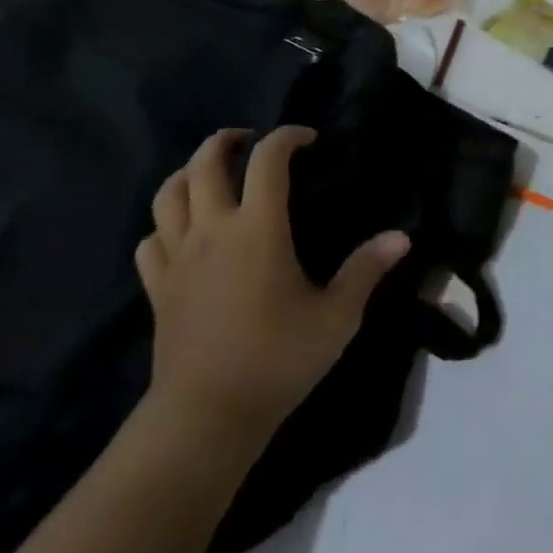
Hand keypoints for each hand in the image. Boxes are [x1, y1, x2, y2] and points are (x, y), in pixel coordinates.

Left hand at [136, 126, 409, 443]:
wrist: (207, 415)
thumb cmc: (278, 359)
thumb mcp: (337, 316)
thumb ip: (366, 270)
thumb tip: (402, 237)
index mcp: (258, 228)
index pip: (268, 160)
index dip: (287, 137)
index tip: (307, 139)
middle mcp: (212, 231)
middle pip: (204, 163)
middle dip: (226, 141)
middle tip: (249, 140)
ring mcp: (178, 258)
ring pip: (168, 195)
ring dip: (189, 173)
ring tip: (212, 176)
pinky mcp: (157, 288)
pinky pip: (151, 241)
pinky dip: (165, 225)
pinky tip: (182, 234)